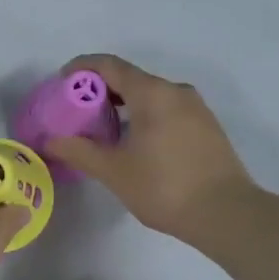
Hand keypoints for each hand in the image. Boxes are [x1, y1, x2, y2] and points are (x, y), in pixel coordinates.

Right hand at [43, 54, 256, 244]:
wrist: (227, 214)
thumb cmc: (165, 187)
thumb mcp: (115, 171)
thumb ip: (80, 151)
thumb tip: (50, 141)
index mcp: (152, 93)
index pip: (109, 65)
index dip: (82, 68)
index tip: (62, 82)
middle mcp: (175, 91)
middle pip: (131, 78)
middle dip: (101, 90)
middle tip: (77, 112)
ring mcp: (196, 108)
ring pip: (151, 95)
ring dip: (124, 105)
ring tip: (103, 131)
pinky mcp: (207, 127)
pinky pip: (167, 109)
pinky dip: (145, 116)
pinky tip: (135, 144)